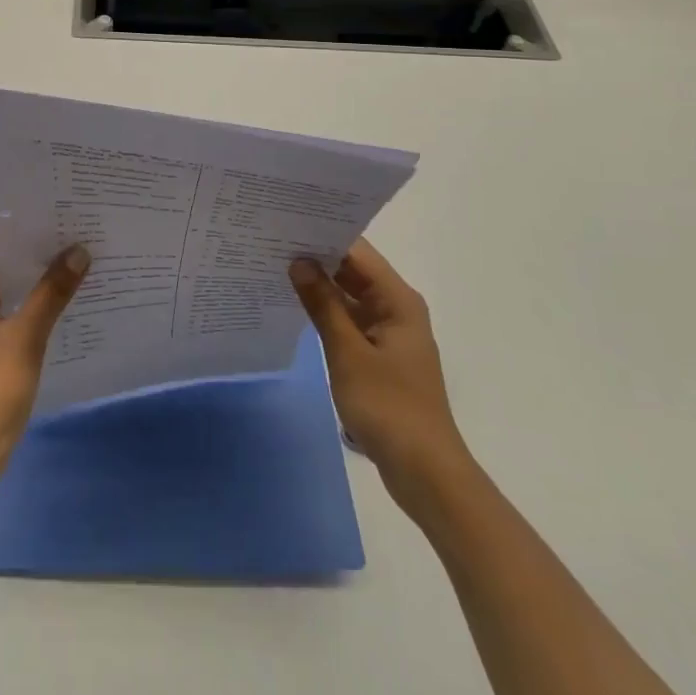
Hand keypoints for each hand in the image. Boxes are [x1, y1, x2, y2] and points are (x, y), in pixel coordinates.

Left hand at [0, 237, 89, 473]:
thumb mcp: (25, 335)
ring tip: (83, 259)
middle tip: (80, 234)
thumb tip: (80, 251)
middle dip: (40, 254)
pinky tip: (73, 297)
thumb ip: (52, 292)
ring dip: (43, 280)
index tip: (61, 218)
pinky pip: (21, 312)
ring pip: (15, 290)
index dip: (25, 232)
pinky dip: (42, 304)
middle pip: (5, 267)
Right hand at [290, 238, 469, 511]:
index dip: (324, 235)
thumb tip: (298, 261)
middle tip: (271, 242)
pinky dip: (326, 313)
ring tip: (275, 267)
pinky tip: (295, 307)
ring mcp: (388, 333)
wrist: (424, 471)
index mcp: (398, 300)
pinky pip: (349, 321)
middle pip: (353, 271)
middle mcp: (396, 309)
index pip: (357, 252)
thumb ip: (322, 304)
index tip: (285, 223)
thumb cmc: (388, 406)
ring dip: (319, 286)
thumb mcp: (348, 352)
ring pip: (349, 297)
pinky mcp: (379, 356)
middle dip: (316, 258)